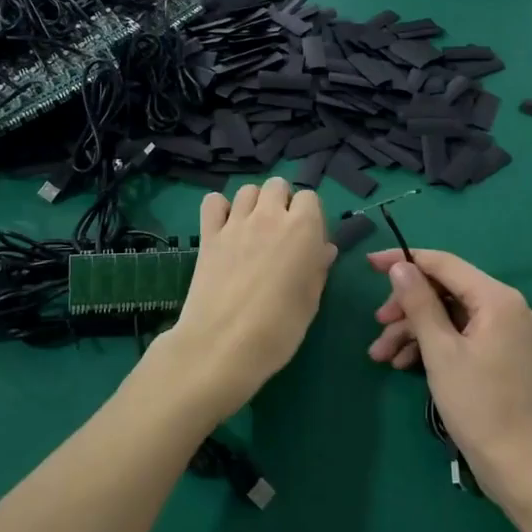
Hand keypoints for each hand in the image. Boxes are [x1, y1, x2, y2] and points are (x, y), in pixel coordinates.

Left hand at [164, 179, 335, 417]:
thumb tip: (323, 249)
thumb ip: (318, 268)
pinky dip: (220, 208)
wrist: (223, 345)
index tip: (308, 242)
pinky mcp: (208, 234)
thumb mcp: (310, 301)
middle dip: (282, 202)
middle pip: (278, 186)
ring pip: (247, 190)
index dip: (310, 217)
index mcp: (303, 229)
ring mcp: (236, 222)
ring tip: (253, 231)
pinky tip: (225, 229)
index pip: (310, 198)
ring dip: (254, 203)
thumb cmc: (279, 329)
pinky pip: (213, 202)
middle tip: (281, 234)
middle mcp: (270, 216)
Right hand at [364, 249, 531, 502]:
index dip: (404, 261)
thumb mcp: (440, 351)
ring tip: (382, 355)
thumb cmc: (478, 405)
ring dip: (414, 330)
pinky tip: (405, 364)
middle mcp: (507, 306)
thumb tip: (400, 267)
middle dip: (407, 307)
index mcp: (497, 298)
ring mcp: (506, 331)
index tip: (369, 264)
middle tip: (377, 326)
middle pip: (446, 290)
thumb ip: (419, 303)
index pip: (444, 264)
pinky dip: (433, 345)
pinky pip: (461, 335)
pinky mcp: (502, 353)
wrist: (518, 465)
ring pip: (449, 315)